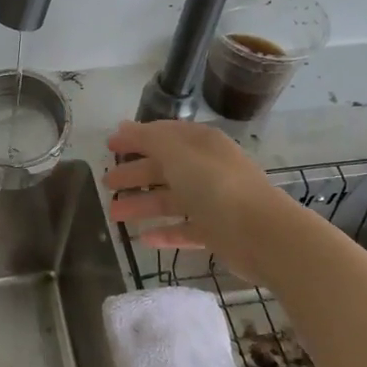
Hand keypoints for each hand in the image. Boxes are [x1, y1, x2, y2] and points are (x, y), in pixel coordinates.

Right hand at [104, 119, 299, 281]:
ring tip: (114, 214)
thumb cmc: (215, 185)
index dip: (135, 138)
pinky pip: (184, 229)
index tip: (109, 146)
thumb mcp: (177, 153)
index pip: (162, 135)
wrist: (260, 232)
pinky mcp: (216, 231)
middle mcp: (207, 168)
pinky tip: (143, 239)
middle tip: (107, 183)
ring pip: (170, 200)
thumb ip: (148, 139)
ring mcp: (212, 201)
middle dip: (134, 174)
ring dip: (142, 205)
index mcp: (201, 144)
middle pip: (164, 168)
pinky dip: (164, 232)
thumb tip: (123, 127)